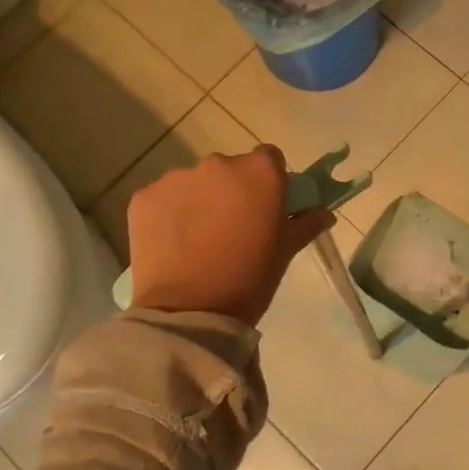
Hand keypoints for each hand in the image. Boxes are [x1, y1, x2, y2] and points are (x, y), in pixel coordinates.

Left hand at [127, 147, 334, 325]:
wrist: (189, 311)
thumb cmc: (249, 279)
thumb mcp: (285, 252)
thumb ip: (305, 223)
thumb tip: (324, 213)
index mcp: (259, 172)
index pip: (269, 158)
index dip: (268, 181)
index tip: (265, 207)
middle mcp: (218, 164)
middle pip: (228, 169)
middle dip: (231, 191)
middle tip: (231, 229)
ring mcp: (177, 178)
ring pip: (194, 183)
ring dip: (198, 202)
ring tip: (198, 241)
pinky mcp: (144, 197)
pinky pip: (163, 199)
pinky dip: (169, 215)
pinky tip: (173, 244)